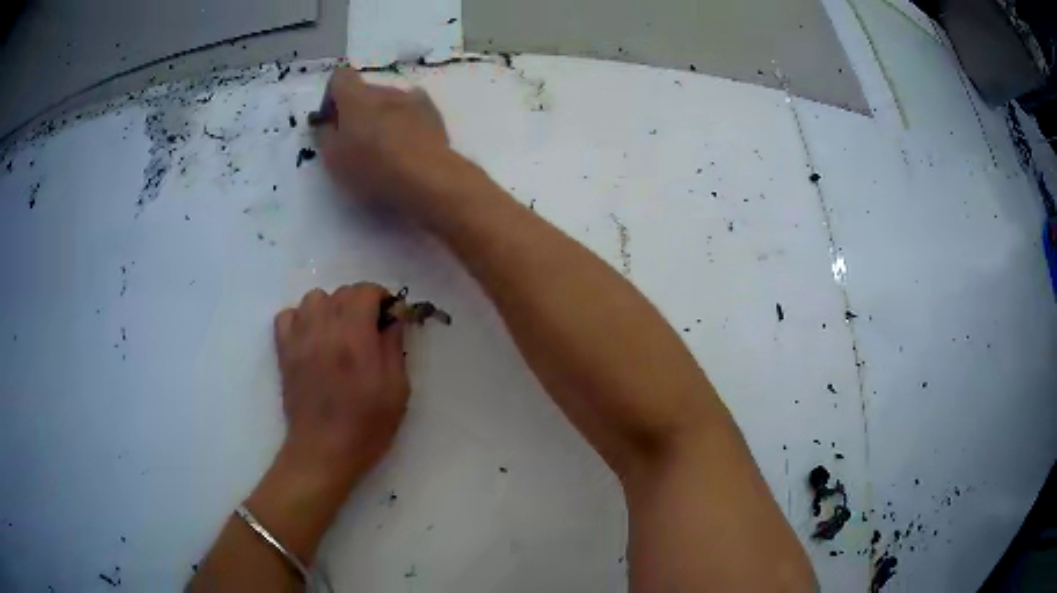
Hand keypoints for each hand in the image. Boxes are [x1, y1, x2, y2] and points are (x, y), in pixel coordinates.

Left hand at [273, 283, 409, 488]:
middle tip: (369, 329)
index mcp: (355, 337)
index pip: (364, 291)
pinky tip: (313, 336)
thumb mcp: (397, 390)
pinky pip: (287, 315)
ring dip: (330, 307)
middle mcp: (324, 329)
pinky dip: (301, 318)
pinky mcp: (284, 351)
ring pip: (314, 298)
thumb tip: (394, 319)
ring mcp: (300, 339)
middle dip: (360, 303)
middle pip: (341, 292)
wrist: (323, 451)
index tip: (389, 316)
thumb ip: (394, 347)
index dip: (381, 297)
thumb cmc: (366, 426)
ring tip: (339, 331)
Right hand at [317, 69, 449, 204]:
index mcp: (357, 97)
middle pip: (365, 92)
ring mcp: (413, 99)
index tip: (331, 121)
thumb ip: (325, 135)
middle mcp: (385, 91)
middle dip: (357, 111)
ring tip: (384, 148)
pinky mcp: (434, 114)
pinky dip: (405, 121)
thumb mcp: (333, 158)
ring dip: (382, 117)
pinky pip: (412, 110)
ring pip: (390, 101)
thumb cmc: (372, 169)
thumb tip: (327, 123)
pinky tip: (406, 145)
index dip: (331, 96)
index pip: (340, 77)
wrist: (427, 179)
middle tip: (356, 143)